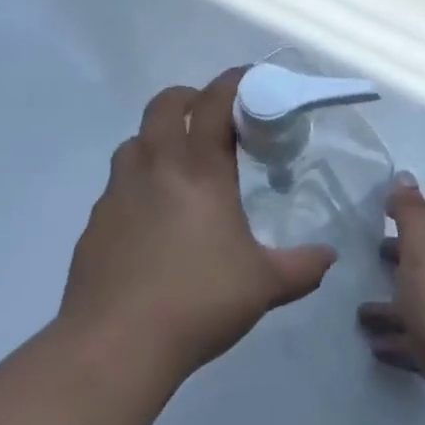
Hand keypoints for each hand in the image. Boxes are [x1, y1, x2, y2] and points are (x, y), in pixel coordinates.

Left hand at [61, 67, 336, 380]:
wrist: (116, 343)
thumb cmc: (198, 301)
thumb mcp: (264, 286)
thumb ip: (302, 267)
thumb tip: (329, 256)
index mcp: (199, 169)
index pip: (214, 103)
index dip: (233, 82)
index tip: (249, 80)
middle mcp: (155, 166)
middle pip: (164, 104)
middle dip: (188, 99)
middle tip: (209, 119)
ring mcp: (118, 191)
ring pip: (135, 141)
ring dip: (157, 139)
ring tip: (179, 168)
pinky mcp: (95, 220)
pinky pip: (118, 184)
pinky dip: (137, 183)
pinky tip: (150, 219)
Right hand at [358, 180, 424, 424]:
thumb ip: (413, 216)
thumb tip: (404, 176)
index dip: (409, 217)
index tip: (381, 209)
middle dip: (401, 259)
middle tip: (370, 254)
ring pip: (419, 309)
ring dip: (393, 307)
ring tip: (360, 312)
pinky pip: (417, 346)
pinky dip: (398, 342)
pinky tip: (376, 347)